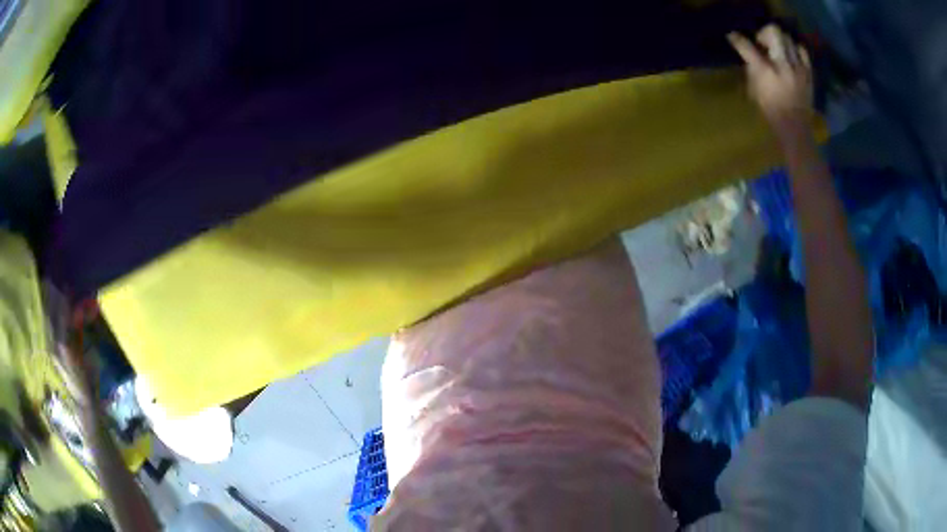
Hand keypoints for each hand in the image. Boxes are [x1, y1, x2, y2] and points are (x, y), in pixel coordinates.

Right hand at [728, 25, 812, 139]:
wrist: (795, 129)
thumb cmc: (771, 112)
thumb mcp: (754, 90)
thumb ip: (752, 68)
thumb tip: (751, 54)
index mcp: (765, 71)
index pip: (746, 46)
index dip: (736, 39)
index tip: (733, 37)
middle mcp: (782, 64)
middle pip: (773, 31)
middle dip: (764, 34)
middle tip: (762, 44)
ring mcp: (798, 67)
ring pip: (787, 38)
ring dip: (779, 41)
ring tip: (777, 51)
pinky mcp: (808, 72)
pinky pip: (802, 50)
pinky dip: (795, 49)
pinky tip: (791, 57)